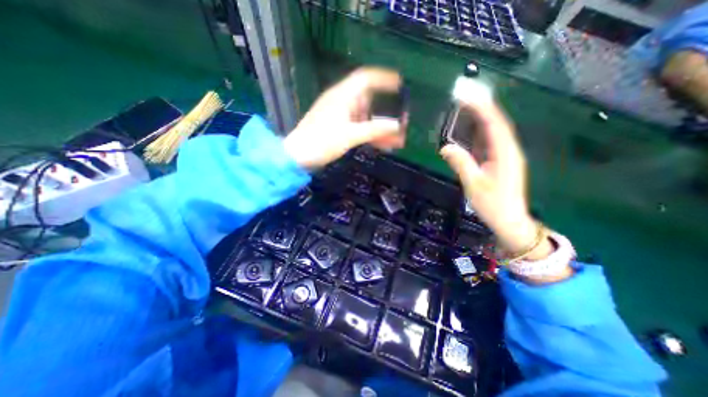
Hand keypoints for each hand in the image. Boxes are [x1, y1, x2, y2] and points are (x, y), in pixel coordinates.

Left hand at [282, 67, 402, 168]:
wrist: (297, 156)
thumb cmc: (322, 142)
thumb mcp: (350, 135)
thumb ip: (374, 129)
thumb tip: (397, 125)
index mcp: (343, 96)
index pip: (366, 79)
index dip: (384, 79)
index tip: (400, 86)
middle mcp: (342, 102)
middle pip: (369, 102)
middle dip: (387, 113)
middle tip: (402, 123)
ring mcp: (340, 116)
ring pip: (365, 118)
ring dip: (380, 128)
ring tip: (396, 141)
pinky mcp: (338, 128)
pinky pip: (359, 128)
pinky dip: (370, 134)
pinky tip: (382, 145)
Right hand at [441, 80, 551, 261]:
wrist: (509, 220)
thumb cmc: (493, 204)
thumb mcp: (474, 184)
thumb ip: (461, 163)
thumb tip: (445, 147)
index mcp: (505, 153)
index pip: (494, 124)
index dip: (482, 108)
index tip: (468, 95)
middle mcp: (508, 150)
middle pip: (496, 123)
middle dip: (481, 108)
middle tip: (464, 96)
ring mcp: (505, 156)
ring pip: (493, 132)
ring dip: (480, 118)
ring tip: (465, 107)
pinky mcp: (500, 162)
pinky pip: (489, 142)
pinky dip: (479, 133)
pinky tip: (469, 130)